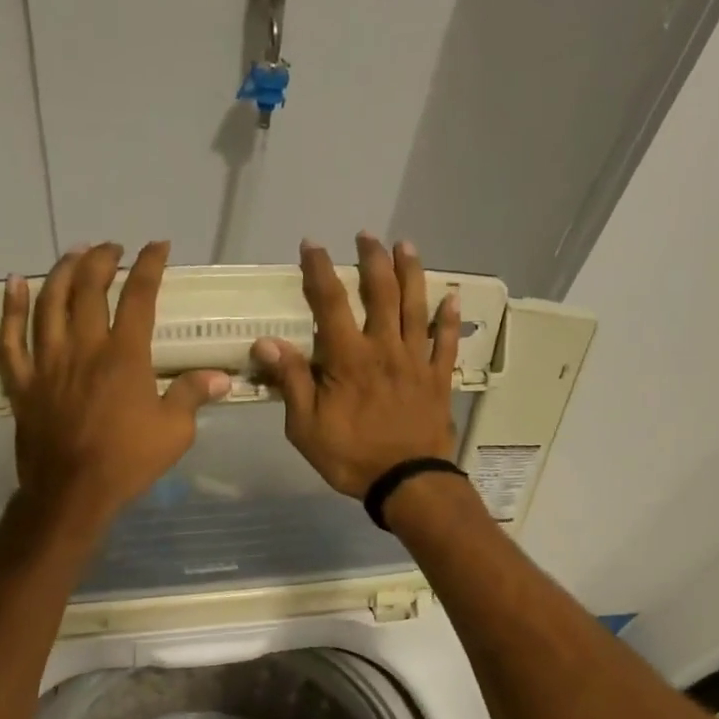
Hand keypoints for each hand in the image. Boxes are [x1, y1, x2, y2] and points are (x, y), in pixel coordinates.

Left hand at [0, 241, 228, 529]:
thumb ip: (194, 395)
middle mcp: (83, 347)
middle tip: (111, 248)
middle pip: (87, 288)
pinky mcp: (23, 382)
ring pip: (48, 303)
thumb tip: (222, 376)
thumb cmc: (127, 461)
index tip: (158, 246)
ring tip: (73, 254)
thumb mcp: (175, 431)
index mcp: (124, 355)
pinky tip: (14, 284)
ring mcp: (47, 362)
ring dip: (61, 272)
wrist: (73, 492)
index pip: (139, 296)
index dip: (149, 265)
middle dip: (101, 259)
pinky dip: (11, 309)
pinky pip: (10, 339)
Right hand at [252, 234, 460, 497]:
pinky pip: (446, 342)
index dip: (319, 271)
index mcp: (349, 358)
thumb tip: (267, 343)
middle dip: (372, 260)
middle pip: (381, 293)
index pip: (330, 303)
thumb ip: (292, 381)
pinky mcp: (438, 378)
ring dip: (411, 273)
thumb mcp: (306, 427)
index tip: (312, 245)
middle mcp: (385, 348)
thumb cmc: (350, 456)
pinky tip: (452, 296)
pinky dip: (449, 318)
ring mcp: (416, 361)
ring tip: (406, 246)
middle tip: (367, 236)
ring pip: (416, 307)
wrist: (406, 482)